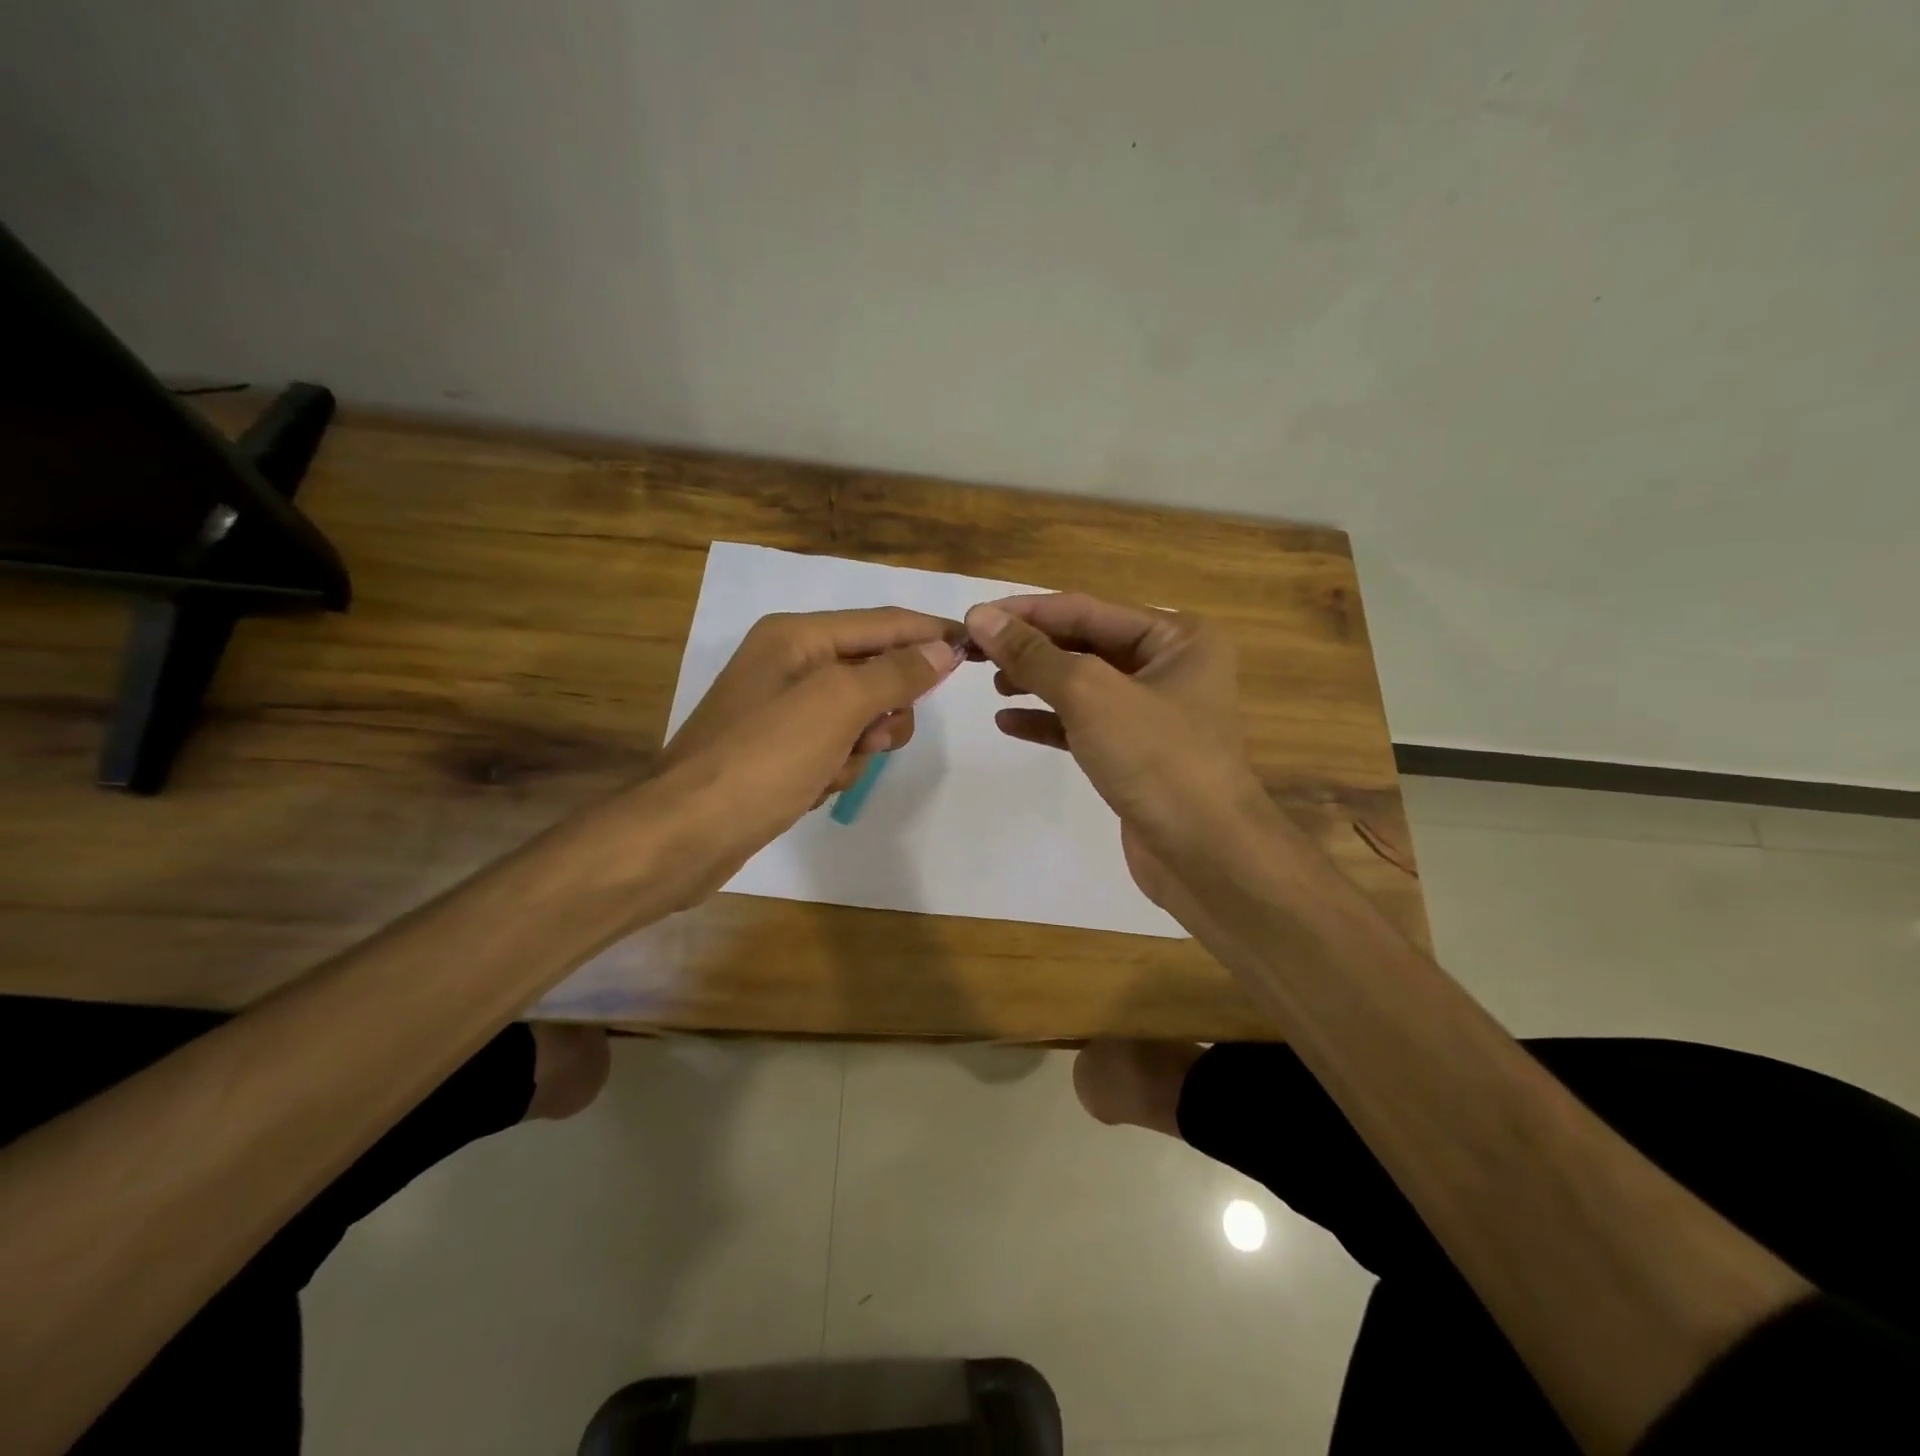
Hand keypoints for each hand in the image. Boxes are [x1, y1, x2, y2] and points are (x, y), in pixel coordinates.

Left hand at [653, 608, 963, 900]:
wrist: (687, 834)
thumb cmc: (764, 759)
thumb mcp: (837, 706)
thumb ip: (894, 673)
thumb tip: (942, 649)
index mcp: (796, 637)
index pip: (883, 623)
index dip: (931, 633)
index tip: (977, 648)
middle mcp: (789, 664)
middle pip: (874, 672)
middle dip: (884, 710)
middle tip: (872, 737)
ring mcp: (782, 710)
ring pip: (860, 717)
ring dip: (859, 747)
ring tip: (831, 771)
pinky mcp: (779, 751)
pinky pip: (835, 748)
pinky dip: (835, 769)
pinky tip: (812, 789)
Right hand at [963, 593, 1271, 906]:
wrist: (1205, 854)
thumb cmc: (1156, 758)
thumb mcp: (1090, 694)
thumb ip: (1034, 655)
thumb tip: (981, 617)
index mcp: (1177, 637)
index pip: (1087, 609)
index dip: (1027, 613)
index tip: (973, 617)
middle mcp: (1171, 666)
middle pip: (1085, 644)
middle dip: (1030, 648)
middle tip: (973, 652)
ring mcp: (1155, 713)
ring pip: (1083, 685)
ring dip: (1036, 682)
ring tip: (992, 683)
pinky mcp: (1137, 753)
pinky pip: (1085, 725)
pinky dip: (1049, 722)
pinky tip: (1008, 723)